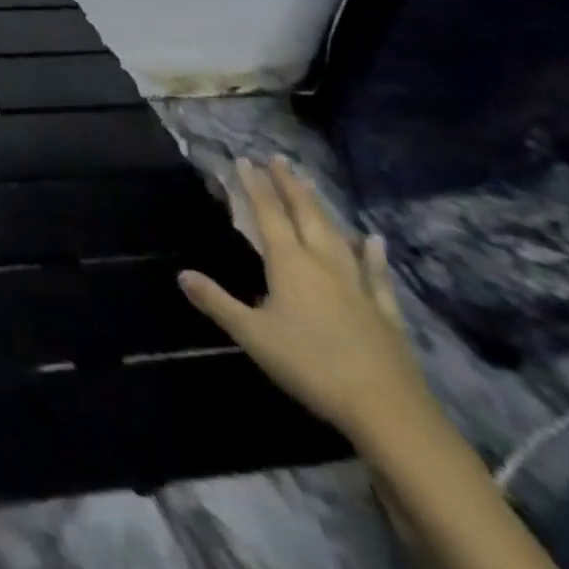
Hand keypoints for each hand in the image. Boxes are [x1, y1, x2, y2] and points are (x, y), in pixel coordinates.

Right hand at [179, 157, 434, 443]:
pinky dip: (373, 255)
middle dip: (288, 185)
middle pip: (304, 214)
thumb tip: (182, 275)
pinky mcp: (384, 312)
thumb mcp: (252, 335)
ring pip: (336, 235)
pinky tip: (374, 240)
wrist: (387, 410)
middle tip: (279, 159)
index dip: (255, 186)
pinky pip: (376, 274)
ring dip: (321, 208)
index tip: (245, 160)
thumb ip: (217, 302)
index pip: (268, 214)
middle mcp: (323, 263)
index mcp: (289, 264)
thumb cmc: (310, 365)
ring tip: (312, 184)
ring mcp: (357, 286)